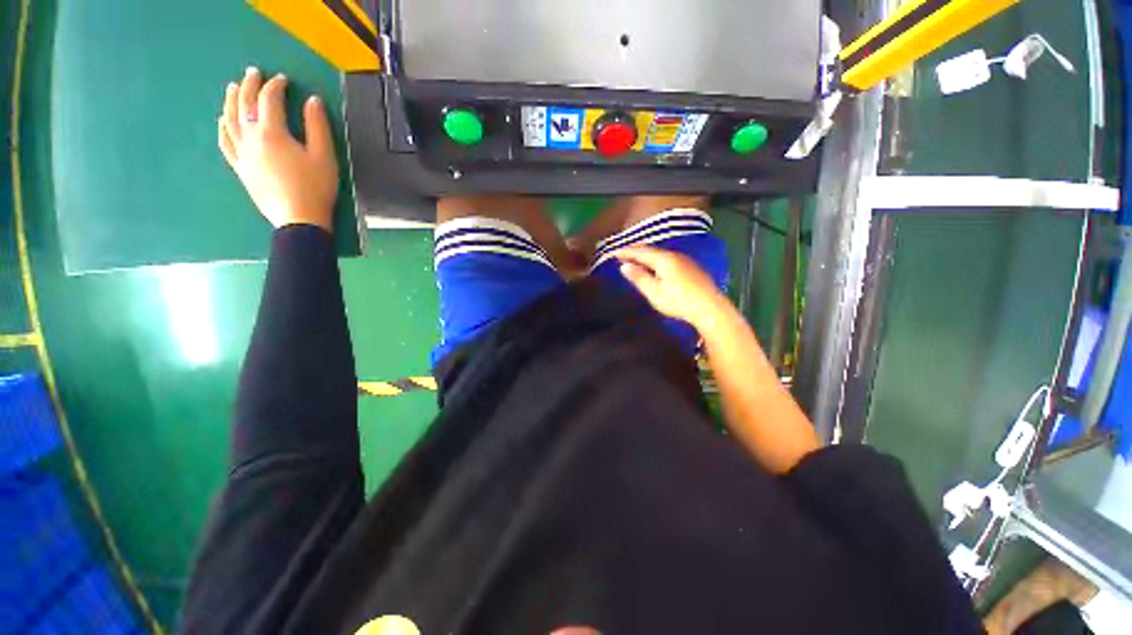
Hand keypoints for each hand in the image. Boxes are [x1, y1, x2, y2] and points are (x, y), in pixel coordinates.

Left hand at [218, 66, 338, 231]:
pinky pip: (225, 143)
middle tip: (253, 73)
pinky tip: (222, 120)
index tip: (283, 79)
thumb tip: (312, 100)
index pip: (270, 100)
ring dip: (231, 101)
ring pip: (230, 120)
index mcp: (273, 133)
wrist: (299, 220)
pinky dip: (223, 128)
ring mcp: (242, 154)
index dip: (276, 86)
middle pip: (245, 105)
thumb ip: (318, 127)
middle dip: (250, 86)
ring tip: (234, 88)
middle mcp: (251, 138)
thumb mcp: (325, 157)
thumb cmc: (316, 188)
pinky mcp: (240, 168)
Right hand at [614, 245, 729, 328]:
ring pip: (660, 254)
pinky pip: (668, 259)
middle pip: (650, 250)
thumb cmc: (678, 301)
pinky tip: (655, 267)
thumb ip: (639, 277)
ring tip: (635, 260)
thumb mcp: (654, 292)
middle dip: (635, 251)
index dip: (625, 251)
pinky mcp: (691, 268)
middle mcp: (674, 255)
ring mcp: (684, 261)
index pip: (640, 251)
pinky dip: (656, 260)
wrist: (710, 308)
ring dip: (646, 256)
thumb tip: (624, 266)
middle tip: (622, 254)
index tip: (612, 253)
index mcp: (663, 259)